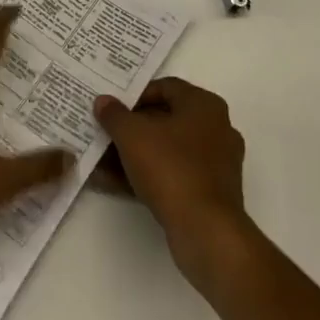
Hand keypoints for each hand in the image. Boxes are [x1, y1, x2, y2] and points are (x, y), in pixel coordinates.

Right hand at [92, 77, 251, 290]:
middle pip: (165, 119)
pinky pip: (174, 175)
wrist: (206, 231)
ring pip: (168, 150)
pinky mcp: (211, 193)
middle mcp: (216, 128)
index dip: (134, 96)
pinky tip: (117, 183)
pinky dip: (148, 176)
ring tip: (103, 161)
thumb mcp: (132, 135)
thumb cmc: (171, 168)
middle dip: (132, 128)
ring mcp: (216, 163)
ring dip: (136, 154)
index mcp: (204, 105)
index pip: (165, 87)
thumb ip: (114, 114)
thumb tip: (103, 101)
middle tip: (105, 133)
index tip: (112, 109)